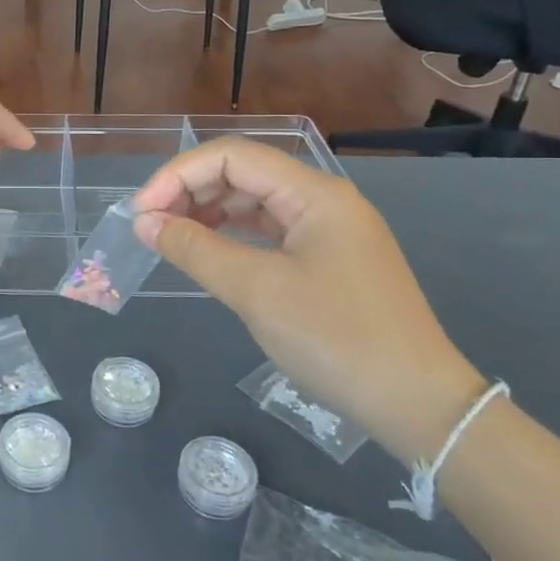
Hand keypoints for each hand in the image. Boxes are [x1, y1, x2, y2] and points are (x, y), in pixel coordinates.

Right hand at [132, 139, 484, 463]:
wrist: (417, 403)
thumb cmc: (336, 338)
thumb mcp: (256, 291)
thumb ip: (195, 249)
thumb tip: (144, 222)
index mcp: (314, 194)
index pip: (232, 157)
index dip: (179, 175)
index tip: (142, 212)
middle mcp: (324, 200)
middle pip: (244, 174)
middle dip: (191, 192)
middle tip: (150, 228)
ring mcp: (330, 231)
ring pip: (255, 203)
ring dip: (209, 214)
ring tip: (171, 240)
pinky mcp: (330, 260)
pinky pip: (270, 232)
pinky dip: (233, 237)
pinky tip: (209, 253)